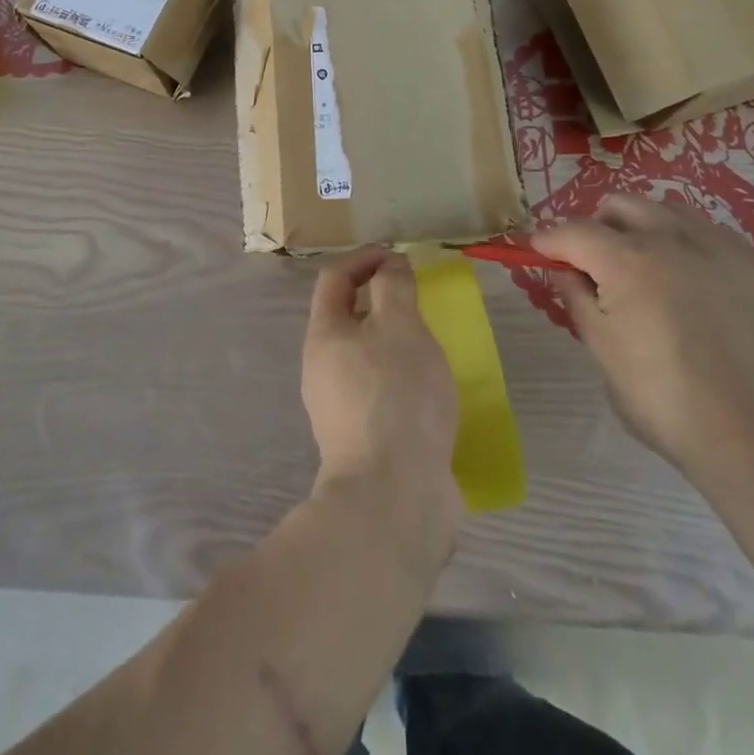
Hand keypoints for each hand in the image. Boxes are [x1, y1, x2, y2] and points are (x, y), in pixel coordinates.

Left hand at [301, 248, 461, 539]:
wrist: (394, 496)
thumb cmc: (396, 394)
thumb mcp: (401, 326)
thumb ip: (394, 287)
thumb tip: (389, 266)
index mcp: (324, 335)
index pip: (334, 278)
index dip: (364, 258)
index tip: (398, 258)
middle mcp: (322, 369)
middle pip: (347, 318)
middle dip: (381, 301)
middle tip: (420, 302)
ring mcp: (339, 409)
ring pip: (365, 357)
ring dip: (394, 342)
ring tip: (431, 344)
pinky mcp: (363, 441)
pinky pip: (381, 392)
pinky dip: (402, 378)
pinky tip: (430, 390)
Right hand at [534, 195, 753, 500]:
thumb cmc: (665, 402)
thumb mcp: (602, 351)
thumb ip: (577, 298)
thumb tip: (564, 270)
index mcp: (627, 261)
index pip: (573, 230)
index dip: (549, 239)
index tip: (538, 250)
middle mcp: (674, 239)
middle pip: (621, 205)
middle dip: (598, 225)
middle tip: (595, 262)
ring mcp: (724, 248)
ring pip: (670, 211)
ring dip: (646, 228)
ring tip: (648, 268)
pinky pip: (714, 237)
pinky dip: (691, 249)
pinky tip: (697, 290)